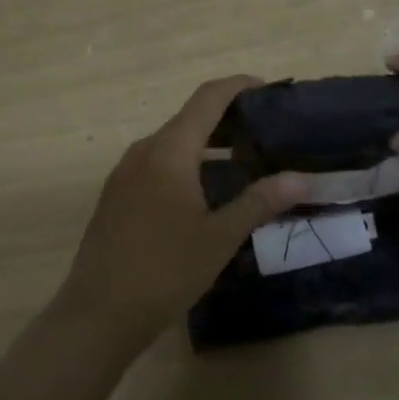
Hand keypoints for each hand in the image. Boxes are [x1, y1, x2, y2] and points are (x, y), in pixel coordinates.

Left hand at [54, 76, 312, 344]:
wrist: (98, 313)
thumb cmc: (164, 271)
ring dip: (206, 141)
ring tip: (242, 158)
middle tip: (265, 130)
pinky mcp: (117, 192)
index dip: (238, 86)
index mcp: (170, 150)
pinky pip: (157, 160)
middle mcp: (145, 148)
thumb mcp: (219, 238)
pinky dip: (185, 160)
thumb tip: (301, 178)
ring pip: (172, 140)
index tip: (267, 89)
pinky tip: (204, 189)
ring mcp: (126, 170)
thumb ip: (260, 202)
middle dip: (227, 116)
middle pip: (190, 116)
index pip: (207, 97)